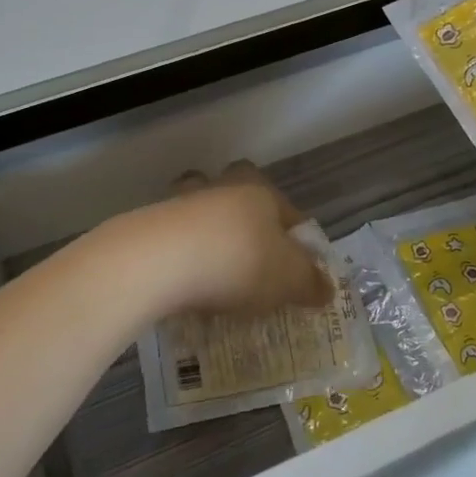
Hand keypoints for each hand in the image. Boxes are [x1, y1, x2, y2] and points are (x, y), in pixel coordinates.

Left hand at [110, 163, 334, 319]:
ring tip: (211, 271)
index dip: (296, 239)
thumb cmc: (239, 262)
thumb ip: (310, 284)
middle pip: (236, 194)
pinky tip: (182, 285)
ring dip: (205, 233)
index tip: (296, 268)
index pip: (287, 209)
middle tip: (249, 255)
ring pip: (199, 210)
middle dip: (243, 219)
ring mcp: (180, 202)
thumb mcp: (288, 280)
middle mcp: (221, 187)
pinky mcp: (149, 223)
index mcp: (259, 191)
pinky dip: (178, 255)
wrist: (159, 262)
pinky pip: (172, 237)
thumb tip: (326, 289)